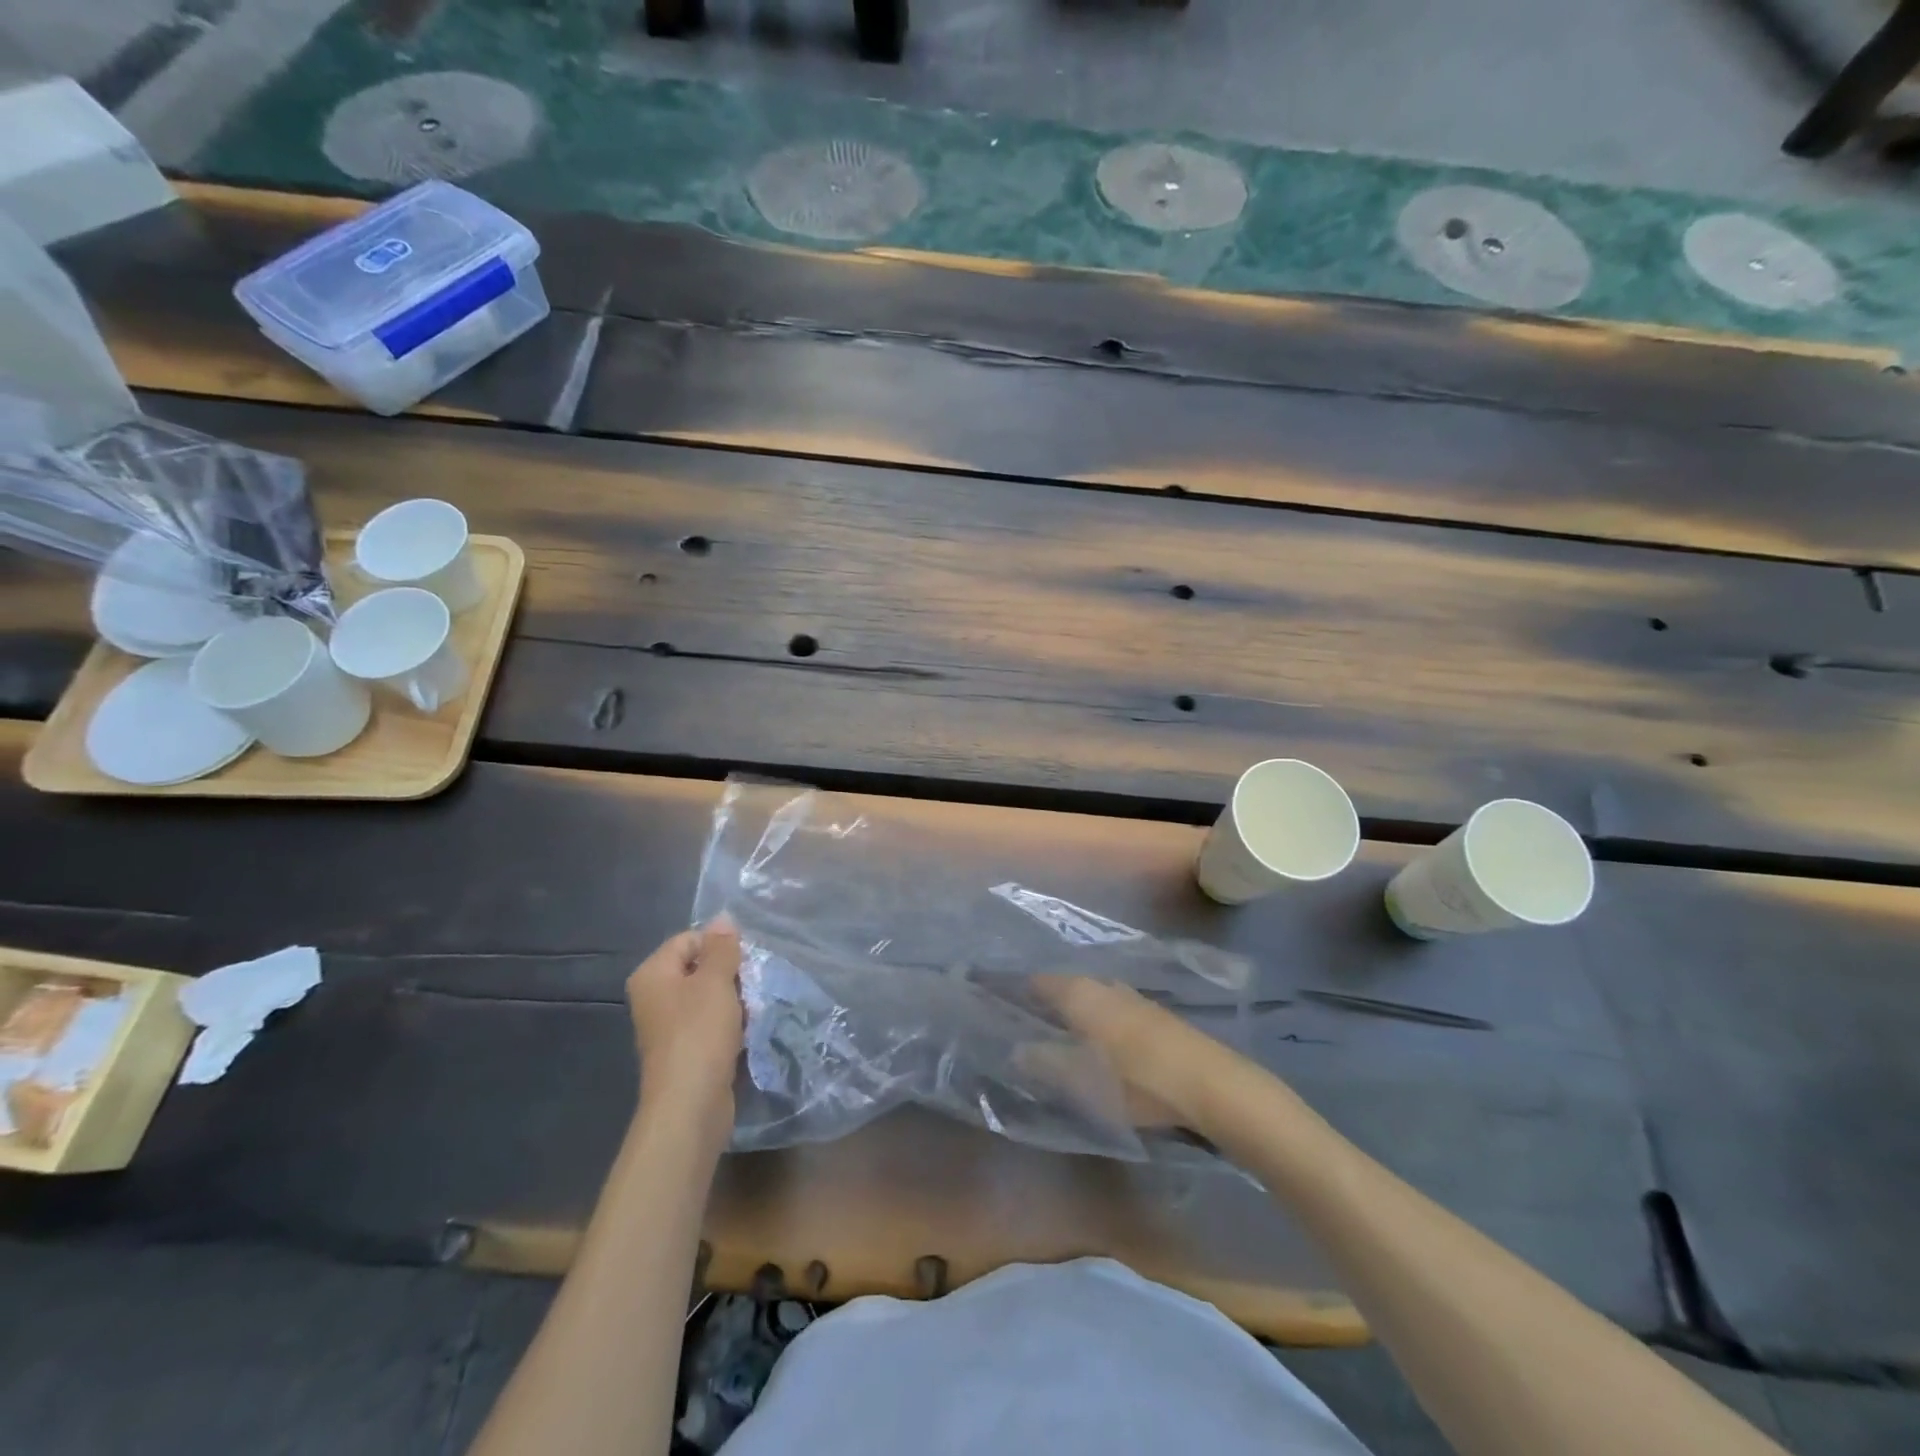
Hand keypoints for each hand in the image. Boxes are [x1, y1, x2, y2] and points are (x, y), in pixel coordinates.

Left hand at [627, 920, 743, 1121]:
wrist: (690, 1106)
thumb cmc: (699, 1034)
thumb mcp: (715, 982)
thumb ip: (722, 948)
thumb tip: (723, 918)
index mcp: (653, 974)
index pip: (690, 939)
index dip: (719, 946)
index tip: (744, 962)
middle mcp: (655, 997)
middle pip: (700, 967)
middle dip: (730, 974)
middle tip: (751, 987)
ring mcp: (669, 1026)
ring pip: (709, 997)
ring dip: (734, 1000)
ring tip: (751, 1011)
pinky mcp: (686, 1050)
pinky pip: (711, 1024)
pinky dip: (730, 1024)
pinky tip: (745, 1033)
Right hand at [1030, 975, 1228, 1132]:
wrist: (1208, 1082)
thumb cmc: (1137, 1080)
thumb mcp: (1084, 1081)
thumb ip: (1046, 1063)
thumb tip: (1016, 1050)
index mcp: (1080, 994)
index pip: (1038, 982)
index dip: (1017, 990)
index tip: (1000, 1002)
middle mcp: (1103, 985)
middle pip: (1064, 986)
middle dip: (1045, 1000)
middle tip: (1025, 1021)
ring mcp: (1131, 996)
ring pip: (1090, 995)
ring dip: (1073, 1008)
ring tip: (1058, 1031)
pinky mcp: (1153, 1013)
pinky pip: (1111, 1006)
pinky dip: (1097, 1016)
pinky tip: (1098, 1037)